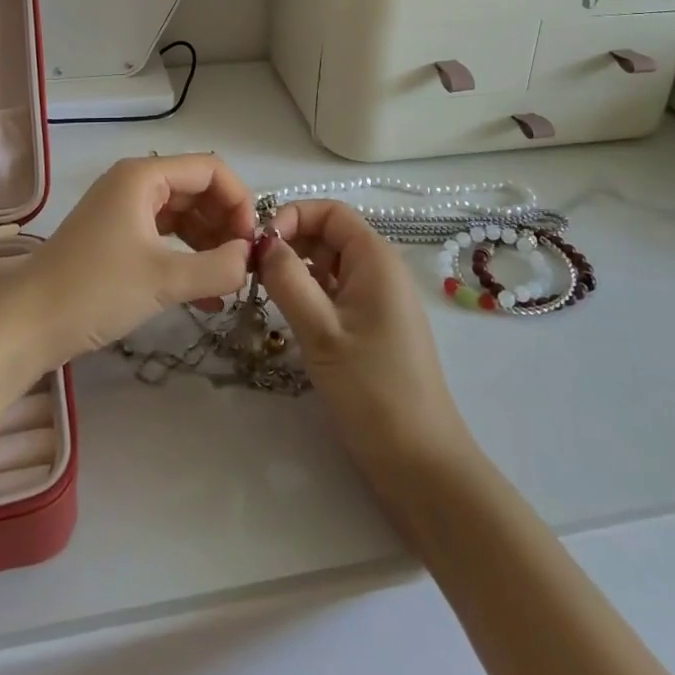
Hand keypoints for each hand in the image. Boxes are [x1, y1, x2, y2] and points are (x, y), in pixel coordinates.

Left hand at [5, 154, 257, 367]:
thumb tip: (250, 259)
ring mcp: (123, 210)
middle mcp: (134, 184)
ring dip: (210, 245)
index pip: (210, 170)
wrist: (27, 325)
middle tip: (244, 265)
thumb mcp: (164, 280)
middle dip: (226, 224)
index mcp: (144, 176)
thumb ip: (218, 267)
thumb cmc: (95, 290)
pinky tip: (207, 296)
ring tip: (229, 282)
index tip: (252, 243)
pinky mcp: (116, 238)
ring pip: (183, 216)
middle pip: (198, 190)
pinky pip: (164, 237)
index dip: (239, 200)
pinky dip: (187, 258)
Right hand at [259, 200, 471, 485]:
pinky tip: (289, 315)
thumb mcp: (321, 331)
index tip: (260, 243)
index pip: (331, 211)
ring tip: (264, 293)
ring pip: (331, 265)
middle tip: (253, 270)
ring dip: (297, 270)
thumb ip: (288, 279)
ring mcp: (379, 300)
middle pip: (330, 234)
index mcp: (376, 259)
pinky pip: (337, 292)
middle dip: (291, 242)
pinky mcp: (374, 328)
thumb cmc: (372, 390)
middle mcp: (381, 270)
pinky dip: (311, 294)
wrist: (421, 464)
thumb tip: (263, 241)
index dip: (294, 215)